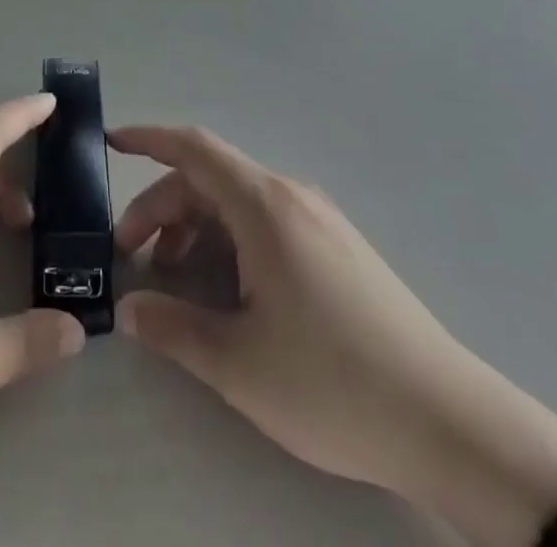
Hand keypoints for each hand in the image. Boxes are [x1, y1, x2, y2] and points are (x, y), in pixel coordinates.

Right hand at [112, 125, 486, 495]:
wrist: (446, 419)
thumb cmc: (332, 382)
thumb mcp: (240, 363)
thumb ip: (174, 328)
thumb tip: (130, 309)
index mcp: (265, 206)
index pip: (195, 148)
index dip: (148, 139)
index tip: (110, 143)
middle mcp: (291, 196)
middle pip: (210, 178)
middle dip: (162, 206)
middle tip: (131, 255)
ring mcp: (319, 219)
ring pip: (238, 201)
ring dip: (195, 225)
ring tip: (174, 275)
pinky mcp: (337, 245)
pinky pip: (265, 220)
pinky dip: (229, 237)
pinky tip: (226, 286)